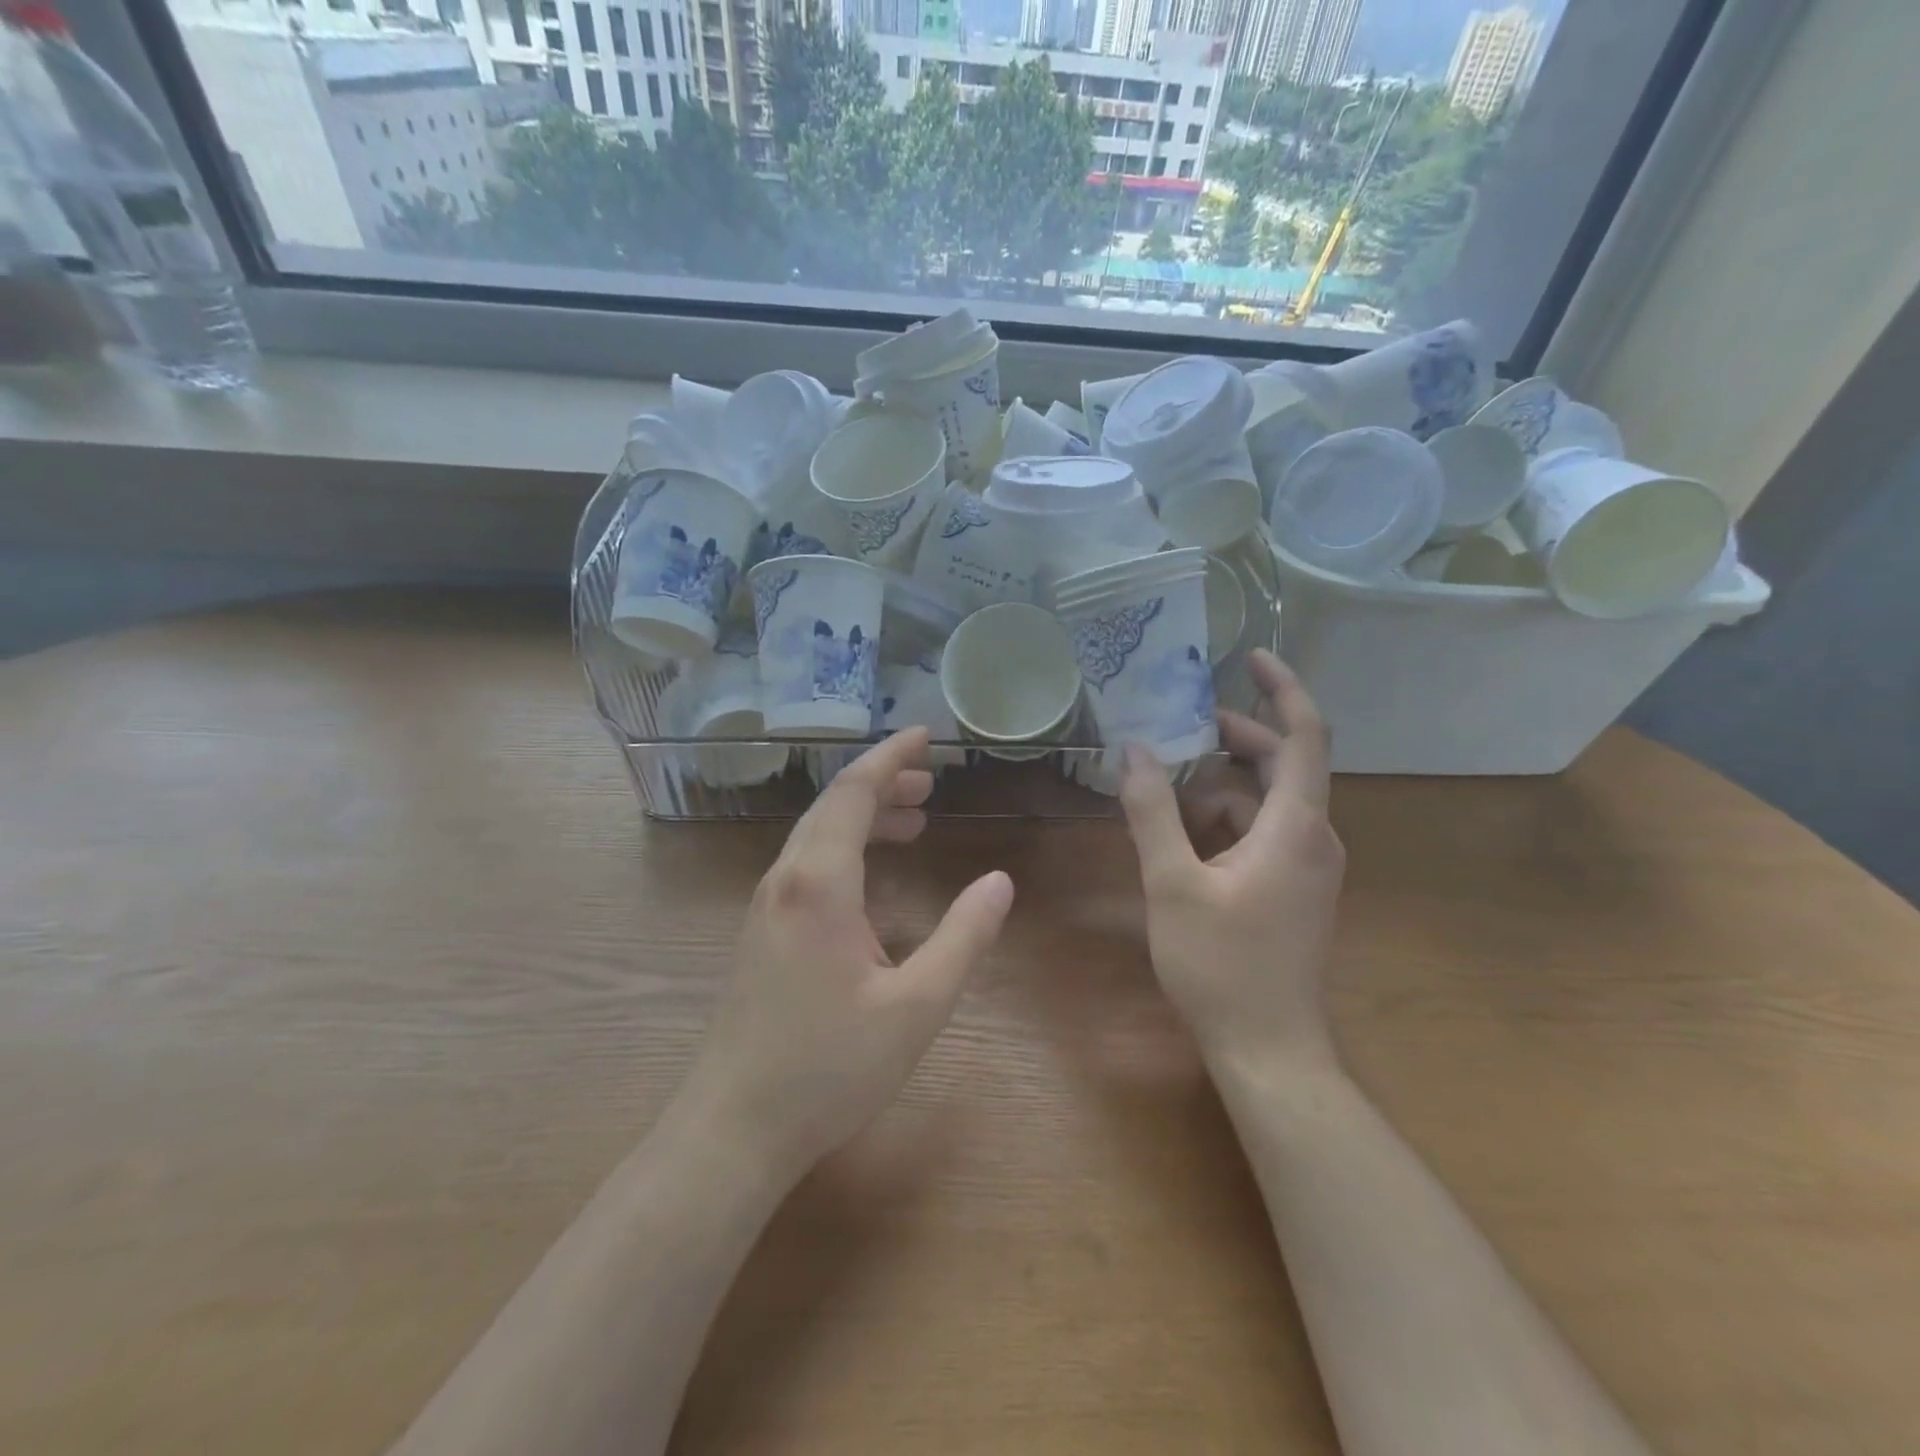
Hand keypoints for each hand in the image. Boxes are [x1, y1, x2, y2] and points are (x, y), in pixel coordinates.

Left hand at [685, 728, 1013, 1180]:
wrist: (735, 1127)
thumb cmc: (830, 1067)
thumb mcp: (917, 1007)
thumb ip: (964, 938)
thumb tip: (1000, 882)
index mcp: (819, 883)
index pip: (852, 792)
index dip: (889, 757)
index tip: (923, 735)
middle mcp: (785, 879)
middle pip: (832, 805)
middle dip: (881, 782)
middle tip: (930, 781)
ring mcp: (766, 906)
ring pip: (817, 835)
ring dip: (863, 816)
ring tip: (914, 818)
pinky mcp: (762, 931)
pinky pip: (807, 864)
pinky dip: (846, 848)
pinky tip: (873, 875)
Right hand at [1120, 650, 1344, 1072]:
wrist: (1269, 1049)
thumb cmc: (1221, 964)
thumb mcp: (1171, 883)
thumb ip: (1152, 812)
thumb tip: (1135, 751)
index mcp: (1295, 827)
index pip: (1305, 736)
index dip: (1283, 690)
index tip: (1251, 659)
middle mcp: (1314, 838)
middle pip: (1283, 765)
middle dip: (1235, 738)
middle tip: (1181, 726)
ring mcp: (1309, 867)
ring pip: (1268, 803)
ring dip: (1222, 786)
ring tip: (1167, 785)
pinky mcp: (1296, 890)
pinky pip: (1264, 834)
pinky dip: (1226, 821)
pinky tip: (1183, 836)